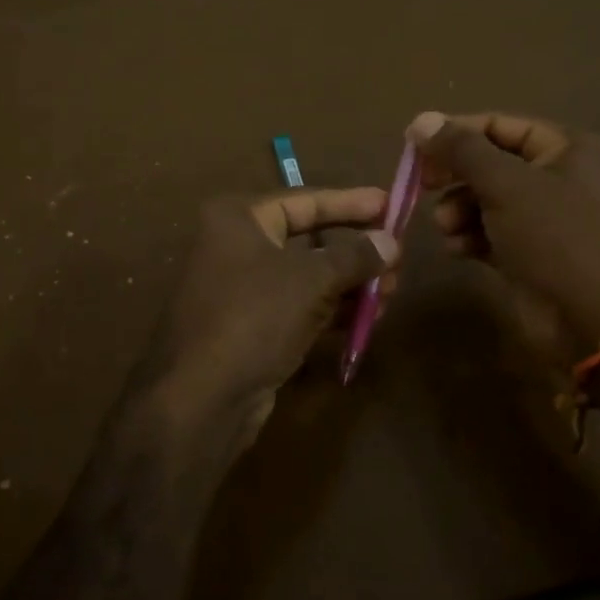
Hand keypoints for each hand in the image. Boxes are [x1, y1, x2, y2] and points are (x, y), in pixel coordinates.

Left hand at [144, 188, 398, 455]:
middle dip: (355, 252)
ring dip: (349, 285)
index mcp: (238, 219)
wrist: (201, 398)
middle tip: (398, 260)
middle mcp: (235, 247)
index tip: (390, 204)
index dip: (350, 202)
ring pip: (306, 278)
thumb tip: (391, 242)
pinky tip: (365, 319)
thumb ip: (355, 256)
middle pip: (308, 240)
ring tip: (391, 293)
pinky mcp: (248, 328)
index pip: (305, 201)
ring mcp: (240, 291)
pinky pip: (298, 308)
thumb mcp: (311, 280)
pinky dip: (330, 311)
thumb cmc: (254, 318)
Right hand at [408, 111, 599, 355]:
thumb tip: (420, 121)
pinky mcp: (528, 252)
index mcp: (566, 148)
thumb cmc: (556, 237)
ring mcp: (542, 218)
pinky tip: (457, 249)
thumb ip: (462, 151)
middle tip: (423, 186)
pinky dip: (469, 236)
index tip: (413, 145)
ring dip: (458, 210)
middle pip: (489, 163)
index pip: (499, 125)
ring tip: (447, 227)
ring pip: (484, 200)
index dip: (455, 132)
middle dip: (455, 176)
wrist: (593, 320)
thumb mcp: (506, 185)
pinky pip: (488, 232)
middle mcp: (557, 176)